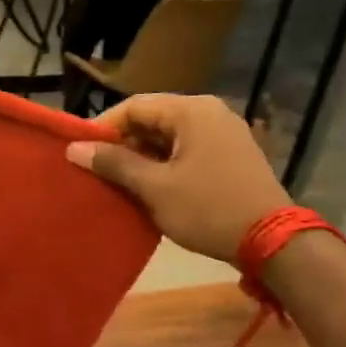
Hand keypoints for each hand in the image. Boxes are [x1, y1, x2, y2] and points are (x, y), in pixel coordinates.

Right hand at [66, 95, 288, 265]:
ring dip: (141, 157)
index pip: (134, 106)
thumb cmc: (207, 208)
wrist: (271, 240)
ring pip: (168, 137)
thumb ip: (114, 164)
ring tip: (116, 183)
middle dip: (121, 144)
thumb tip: (74, 149)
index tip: (80, 153)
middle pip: (152, 119)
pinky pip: (185, 151)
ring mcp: (223, 134)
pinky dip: (163, 165)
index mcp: (192, 111)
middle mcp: (209, 112)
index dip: (102, 127)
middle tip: (96, 171)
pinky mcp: (230, 156)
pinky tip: (147, 189)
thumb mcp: (154, 187)